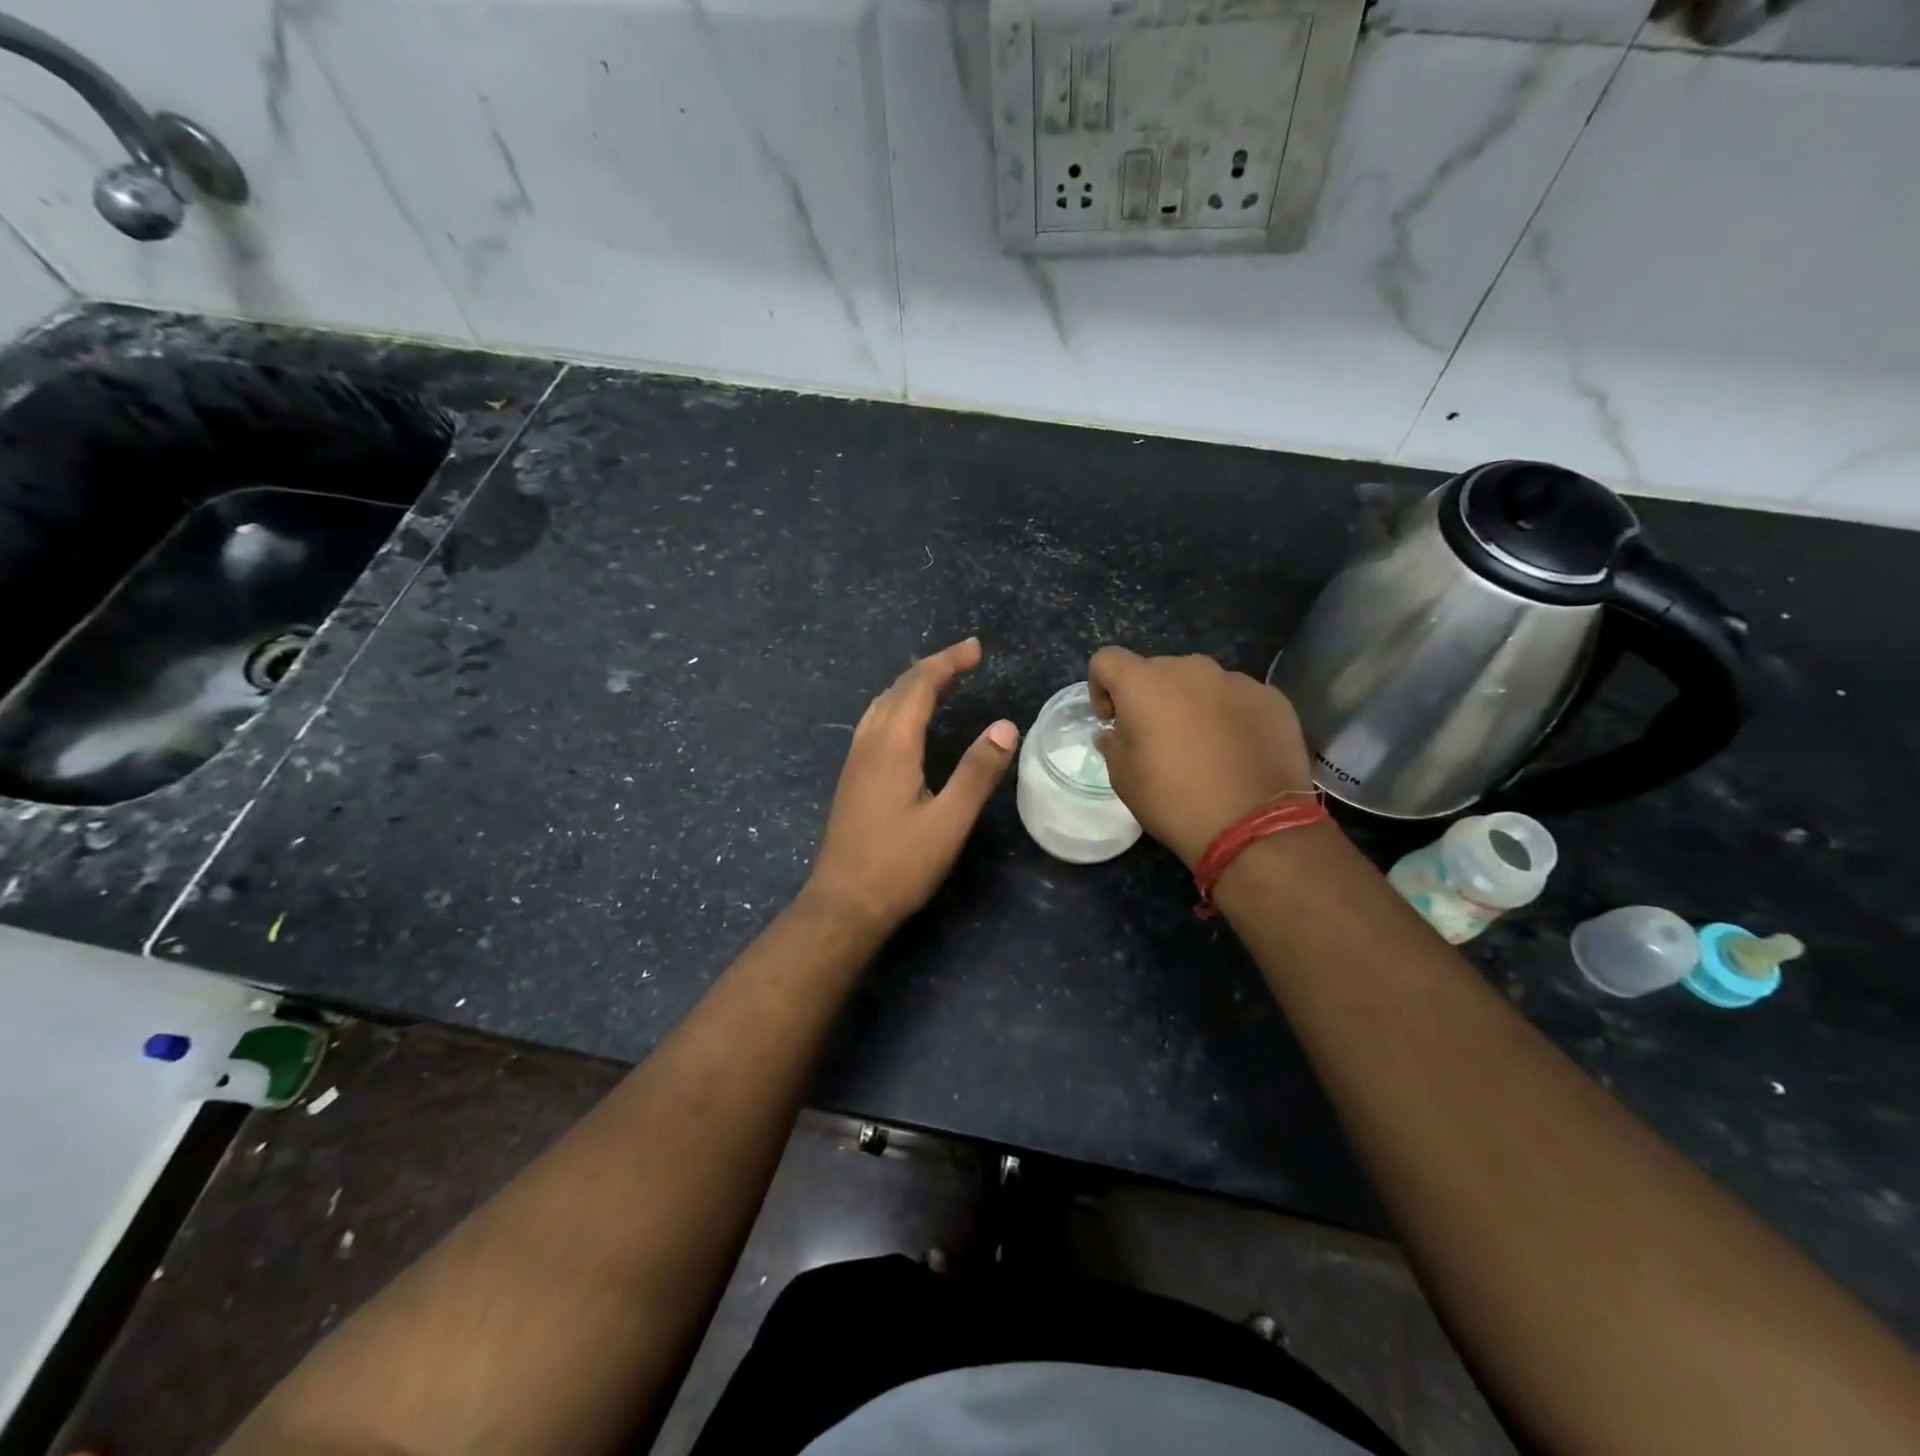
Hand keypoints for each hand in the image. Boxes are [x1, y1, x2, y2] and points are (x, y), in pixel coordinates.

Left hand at [806, 638, 1018, 932]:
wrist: (843, 904)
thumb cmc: (899, 865)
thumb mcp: (949, 821)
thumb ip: (977, 771)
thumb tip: (1005, 726)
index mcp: (892, 746)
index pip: (919, 685)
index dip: (948, 662)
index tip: (976, 649)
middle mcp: (869, 743)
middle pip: (897, 689)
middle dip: (932, 667)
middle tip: (967, 658)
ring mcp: (855, 761)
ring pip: (881, 704)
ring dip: (912, 685)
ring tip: (942, 681)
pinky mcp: (852, 778)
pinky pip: (875, 722)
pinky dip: (899, 706)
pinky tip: (909, 722)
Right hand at [1088, 647, 1313, 869]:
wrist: (1254, 825)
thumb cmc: (1173, 799)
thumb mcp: (1124, 779)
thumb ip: (1113, 745)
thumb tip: (1115, 733)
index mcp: (1145, 683)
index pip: (1107, 660)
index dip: (1100, 687)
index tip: (1111, 722)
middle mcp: (1190, 669)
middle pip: (1157, 671)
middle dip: (1150, 698)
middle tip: (1156, 739)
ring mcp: (1236, 681)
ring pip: (1201, 684)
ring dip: (1192, 705)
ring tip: (1202, 746)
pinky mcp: (1272, 699)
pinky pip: (1237, 699)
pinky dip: (1229, 716)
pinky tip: (1237, 753)